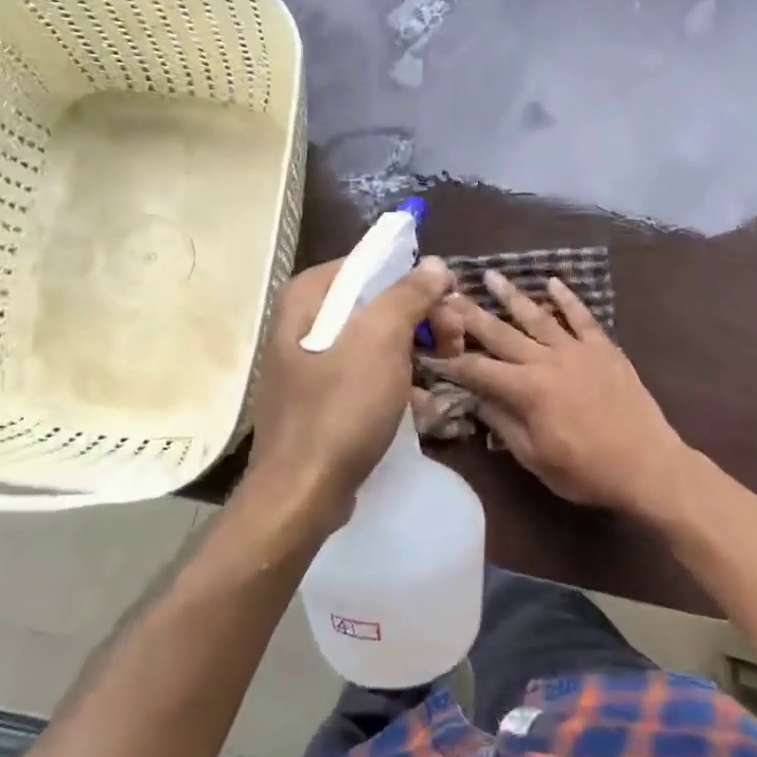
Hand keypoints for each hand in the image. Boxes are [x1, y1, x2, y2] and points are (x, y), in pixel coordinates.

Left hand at [247, 255, 456, 531]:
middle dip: (421, 319)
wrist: (301, 492)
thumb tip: (435, 264)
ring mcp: (309, 362)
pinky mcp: (320, 397)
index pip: (370, 264)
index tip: (449, 301)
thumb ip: (408, 294)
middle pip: (375, 302)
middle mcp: (303, 321)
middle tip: (455, 341)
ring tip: (446, 370)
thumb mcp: (381, 340)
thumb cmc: (341, 407)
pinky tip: (422, 403)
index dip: (415, 278)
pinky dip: (395, 381)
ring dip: (415, 351)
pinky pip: (365, 374)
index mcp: (308, 297)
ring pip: (375, 340)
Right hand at [428, 271, 685, 517]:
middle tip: (448, 293)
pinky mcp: (604, 348)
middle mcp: (546, 360)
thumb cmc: (586, 470)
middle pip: (501, 333)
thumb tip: (475, 399)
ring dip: (511, 295)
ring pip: (537, 316)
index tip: (430, 348)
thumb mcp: (534, 457)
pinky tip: (552, 281)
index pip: (478, 369)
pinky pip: (582, 317)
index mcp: (526, 390)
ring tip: (490, 275)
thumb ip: (502, 424)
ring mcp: (577, 350)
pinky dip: (567, 298)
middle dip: (471, 315)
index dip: (451, 361)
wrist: (647, 465)